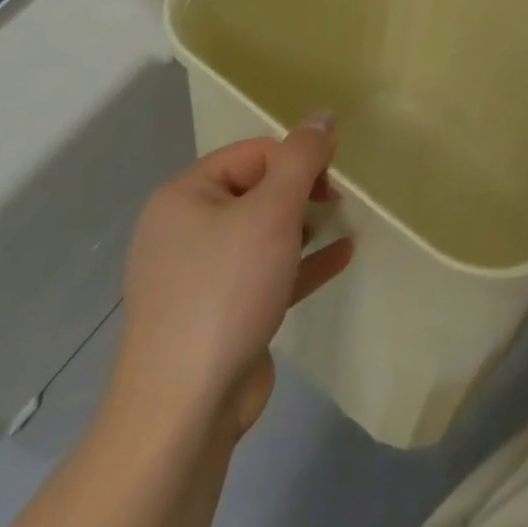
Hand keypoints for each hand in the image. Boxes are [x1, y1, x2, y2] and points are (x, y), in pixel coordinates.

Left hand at [111, 118, 353, 438]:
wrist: (184, 411)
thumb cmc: (226, 290)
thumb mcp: (273, 211)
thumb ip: (302, 157)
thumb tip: (323, 115)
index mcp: (185, 196)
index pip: (253, 153)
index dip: (296, 159)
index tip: (332, 177)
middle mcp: (185, 230)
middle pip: (257, 190)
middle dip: (302, 191)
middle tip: (337, 200)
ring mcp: (199, 276)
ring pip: (262, 233)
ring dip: (305, 225)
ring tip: (343, 221)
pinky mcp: (218, 315)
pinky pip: (265, 272)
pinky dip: (301, 262)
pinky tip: (343, 255)